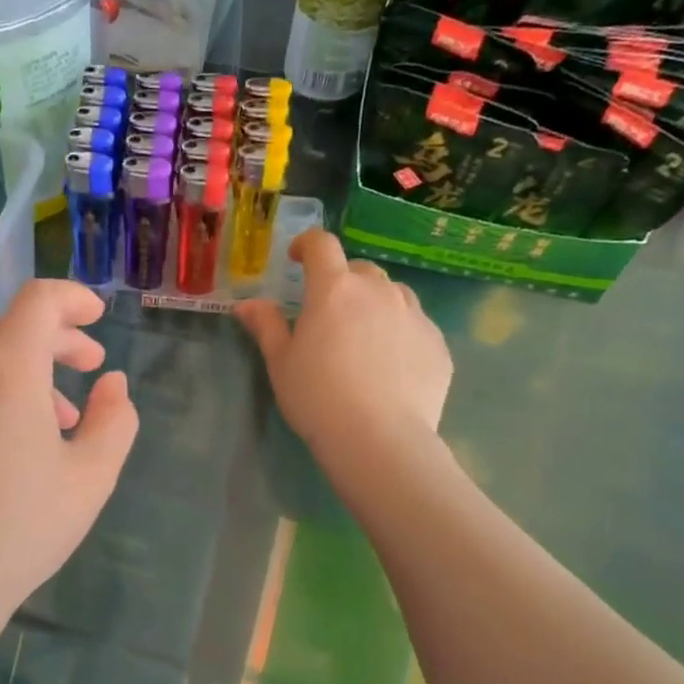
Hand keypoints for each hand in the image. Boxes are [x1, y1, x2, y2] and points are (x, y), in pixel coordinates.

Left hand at [0, 279, 137, 629]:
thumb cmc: (21, 529)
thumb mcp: (91, 477)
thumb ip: (114, 419)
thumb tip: (113, 384)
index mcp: (6, 369)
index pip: (38, 300)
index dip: (73, 299)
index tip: (98, 317)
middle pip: (11, 329)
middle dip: (57, 341)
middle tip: (90, 369)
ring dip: (26, 373)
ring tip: (56, 421)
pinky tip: (8, 446)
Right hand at [233, 231, 451, 463]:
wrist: (379, 438)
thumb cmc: (317, 397)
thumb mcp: (281, 363)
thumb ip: (266, 326)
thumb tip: (246, 304)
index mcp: (334, 289)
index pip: (321, 245)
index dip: (307, 245)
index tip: (297, 259)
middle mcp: (378, 291)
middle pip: (360, 270)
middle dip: (342, 281)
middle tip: (329, 313)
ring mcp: (414, 315)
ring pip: (393, 294)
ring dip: (375, 304)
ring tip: (364, 338)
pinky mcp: (437, 343)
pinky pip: (416, 326)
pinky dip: (400, 333)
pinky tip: (390, 367)